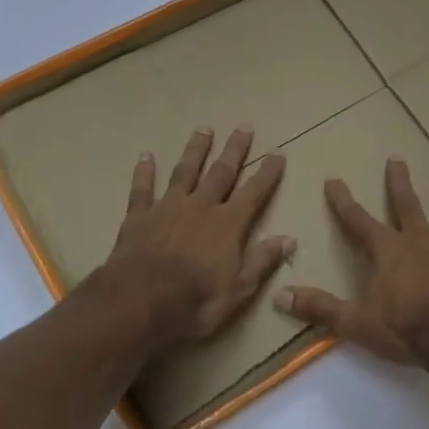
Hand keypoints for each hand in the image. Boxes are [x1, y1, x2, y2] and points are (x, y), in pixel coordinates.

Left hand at [89, 126, 292, 343]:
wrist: (139, 302)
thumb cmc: (195, 301)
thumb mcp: (238, 289)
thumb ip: (262, 260)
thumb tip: (289, 239)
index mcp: (228, 224)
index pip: (254, 192)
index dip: (267, 173)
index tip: (278, 153)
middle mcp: (201, 206)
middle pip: (221, 172)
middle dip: (234, 150)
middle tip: (243, 127)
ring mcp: (168, 207)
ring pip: (185, 171)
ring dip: (195, 150)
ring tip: (203, 129)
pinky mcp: (139, 216)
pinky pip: (142, 189)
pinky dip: (144, 172)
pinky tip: (146, 156)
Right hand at [277, 158, 428, 365]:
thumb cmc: (404, 329)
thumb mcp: (354, 322)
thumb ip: (320, 308)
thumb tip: (280, 296)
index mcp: (385, 251)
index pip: (357, 220)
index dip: (342, 201)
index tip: (333, 180)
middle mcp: (416, 240)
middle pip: (405, 205)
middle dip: (398, 182)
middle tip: (396, 159)